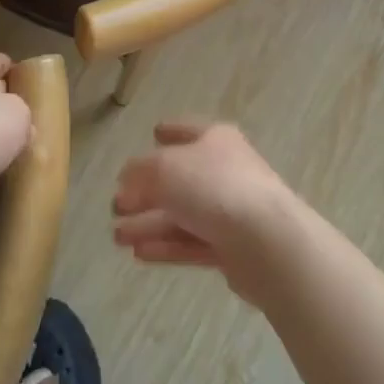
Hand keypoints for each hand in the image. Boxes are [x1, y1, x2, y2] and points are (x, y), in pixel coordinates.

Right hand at [112, 121, 298, 301]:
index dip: (170, 130)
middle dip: (145, 192)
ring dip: (149, 224)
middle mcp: (224, 170)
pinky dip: (166, 246)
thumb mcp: (164, 168)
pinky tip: (139, 254)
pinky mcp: (232, 248)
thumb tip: (126, 180)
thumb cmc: (213, 188)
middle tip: (116, 206)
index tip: (153, 132)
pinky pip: (192, 242)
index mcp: (215, 139)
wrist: (267, 242)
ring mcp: (230, 210)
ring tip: (117, 237)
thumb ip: (139, 172)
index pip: (188, 130)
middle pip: (179, 178)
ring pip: (182, 214)